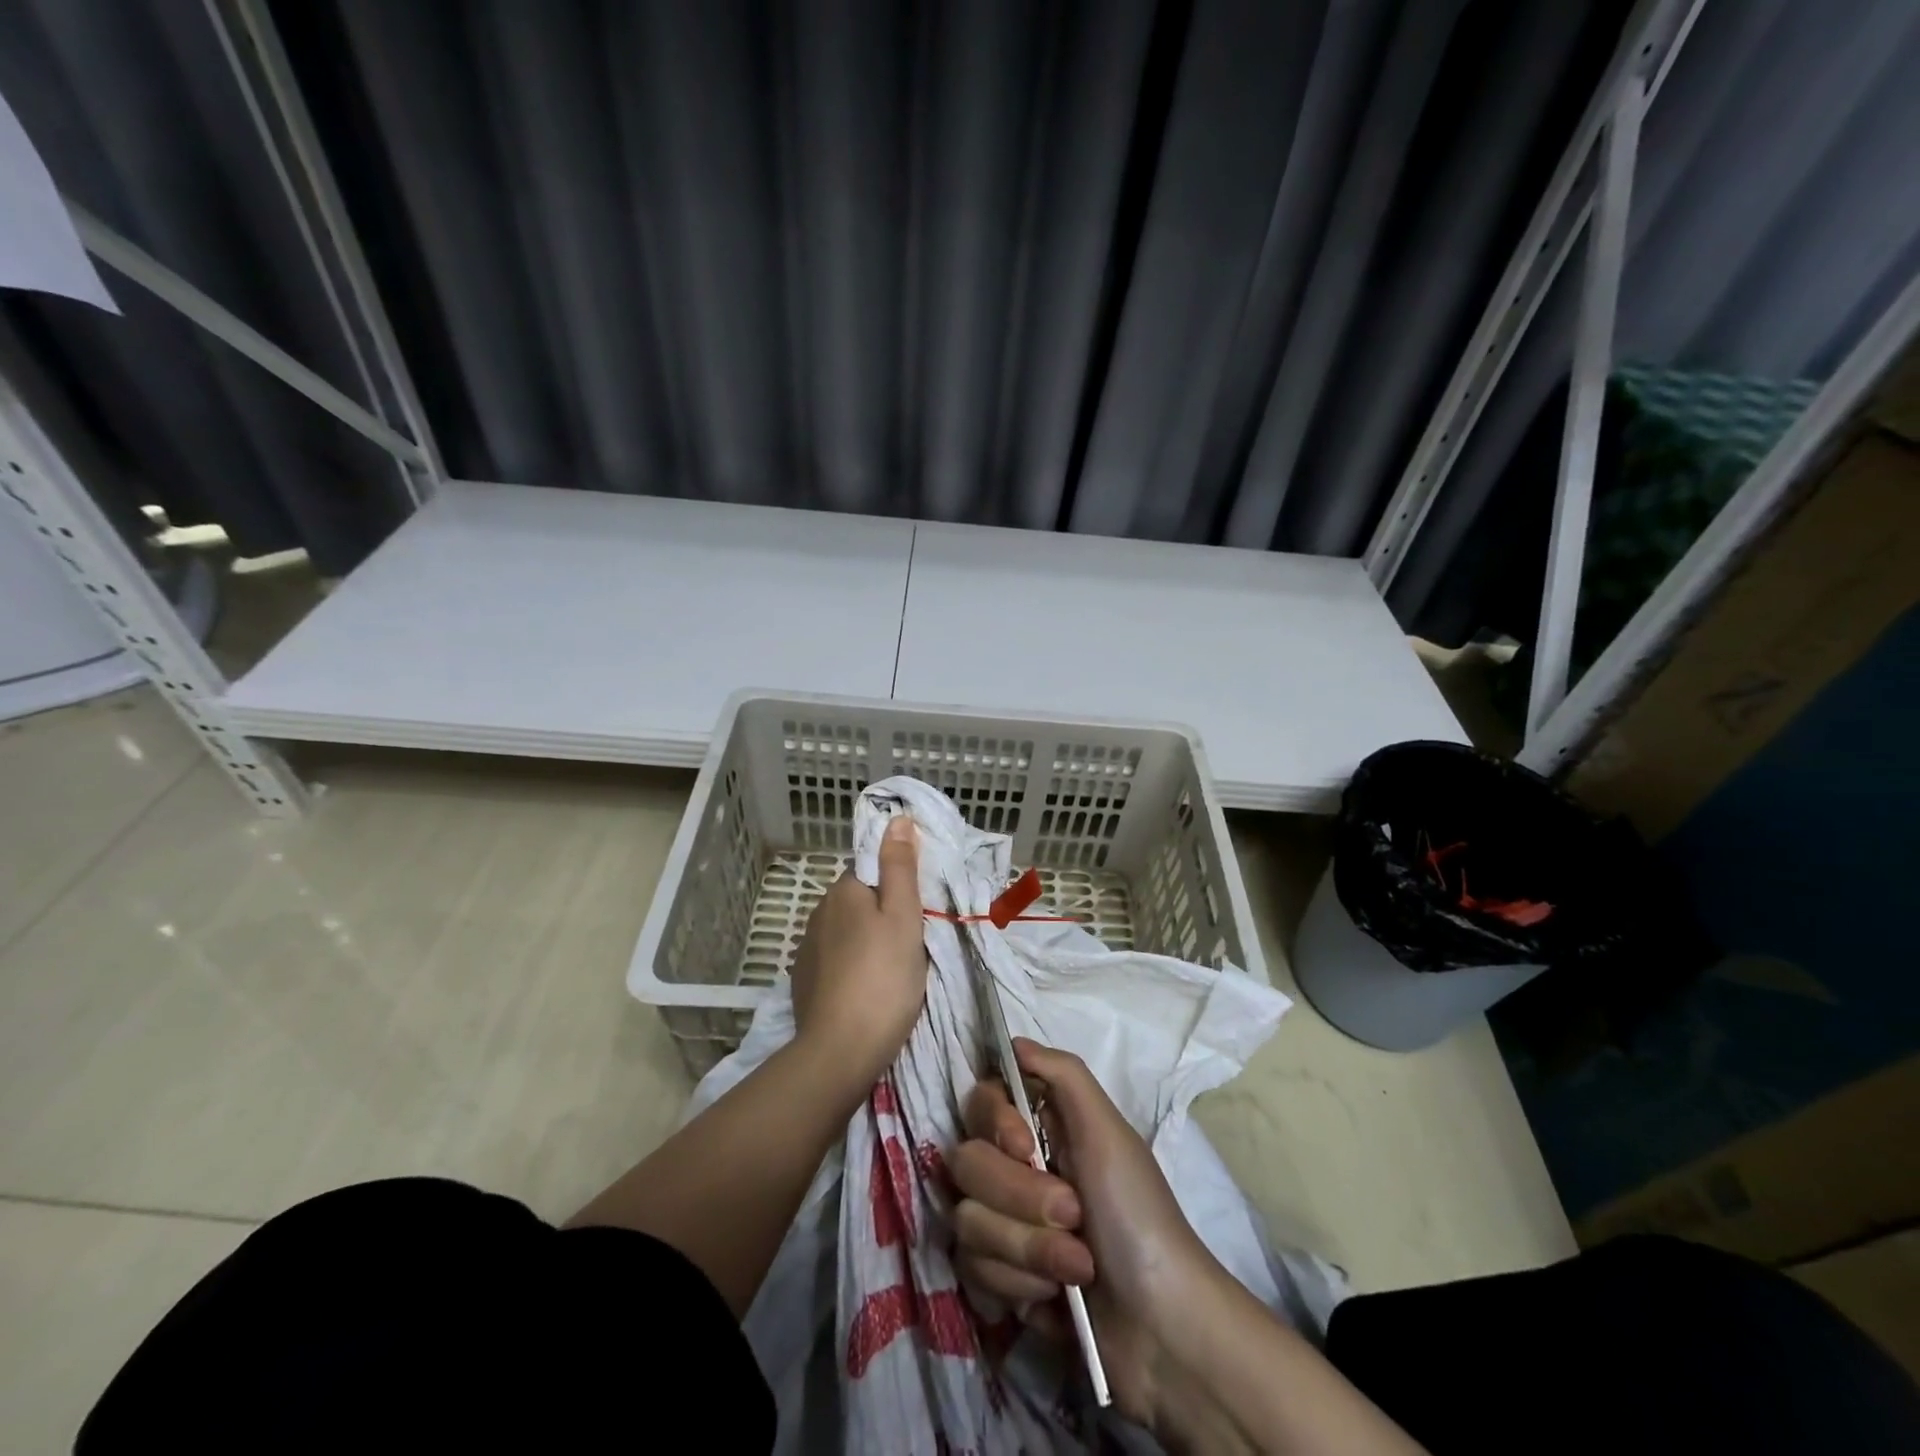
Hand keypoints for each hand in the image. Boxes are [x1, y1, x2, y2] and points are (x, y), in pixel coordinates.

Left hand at [789, 816, 926, 1089]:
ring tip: (892, 971)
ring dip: (866, 941)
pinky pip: (834, 960)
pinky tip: (866, 989)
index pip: (871, 870)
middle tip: (911, 944)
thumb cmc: (883, 977)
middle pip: (859, 900)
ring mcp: (807, 949)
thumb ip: (900, 866)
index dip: (896, 886)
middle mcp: (819, 912)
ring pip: (846, 931)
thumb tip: (897, 818)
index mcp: (843, 891)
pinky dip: (851, 967)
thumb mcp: (903, 916)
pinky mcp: (803, 981)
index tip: (917, 912)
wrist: (840, 1050)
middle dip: (882, 914)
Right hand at [951, 1038, 1221, 1430]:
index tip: (1025, 1145)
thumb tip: (1013, 1041)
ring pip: (967, 1219)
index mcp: (1040, 1128)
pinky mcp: (999, 1279)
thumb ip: (1064, 1075)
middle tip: (1074, 1216)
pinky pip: (973, 1269)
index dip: (994, 1122)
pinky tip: (1054, 1298)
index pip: (980, 1101)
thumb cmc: (1137, 1215)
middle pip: (966, 1161)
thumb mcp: (1109, 1133)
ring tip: (1076, 1266)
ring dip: (1027, 1248)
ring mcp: (1003, 1225)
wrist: (1161, 1328)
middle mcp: (1014, 1169)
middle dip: (1021, 1198)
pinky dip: (1019, 1285)